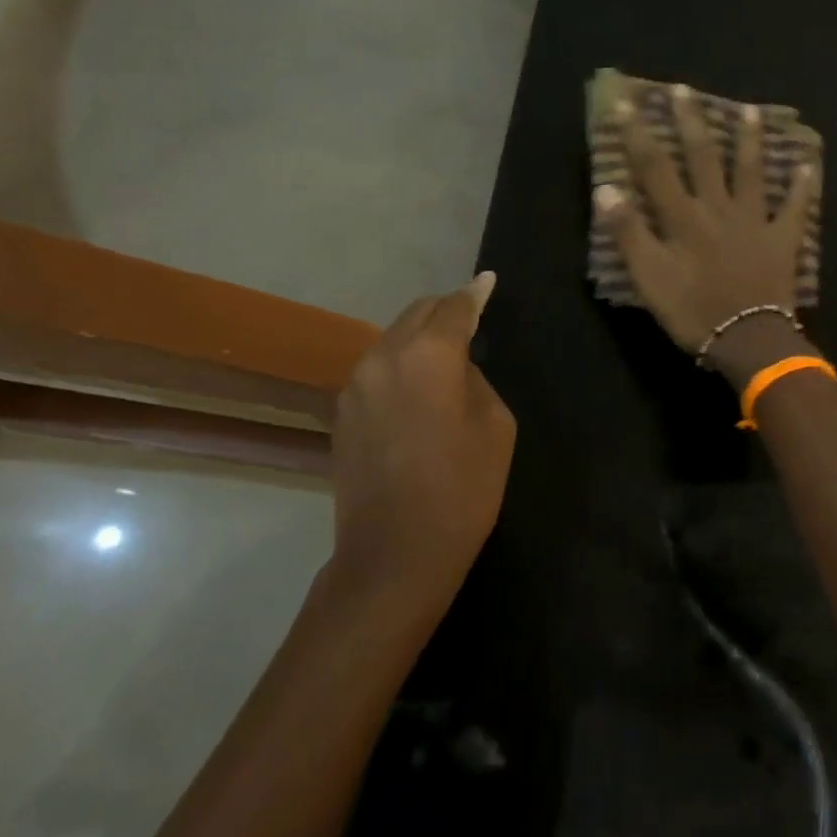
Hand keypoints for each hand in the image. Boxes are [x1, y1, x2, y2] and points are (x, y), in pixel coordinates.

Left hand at [328, 274, 516, 603]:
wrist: (394, 554)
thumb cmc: (462, 490)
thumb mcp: (495, 427)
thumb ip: (476, 380)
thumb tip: (456, 368)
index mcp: (429, 354)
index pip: (454, 307)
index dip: (474, 294)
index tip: (487, 282)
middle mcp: (384, 356)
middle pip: (417, 314)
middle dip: (444, 311)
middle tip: (469, 318)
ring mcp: (355, 384)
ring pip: (392, 340)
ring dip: (419, 338)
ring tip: (443, 357)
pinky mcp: (341, 412)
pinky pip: (376, 370)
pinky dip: (399, 366)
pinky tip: (415, 390)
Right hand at [595, 83, 817, 360]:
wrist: (749, 339)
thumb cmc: (692, 311)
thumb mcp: (649, 277)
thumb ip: (628, 232)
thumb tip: (607, 188)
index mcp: (683, 217)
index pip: (655, 167)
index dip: (638, 134)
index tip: (626, 103)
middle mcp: (718, 207)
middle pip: (703, 157)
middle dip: (690, 121)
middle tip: (684, 89)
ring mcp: (754, 220)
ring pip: (751, 171)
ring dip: (749, 139)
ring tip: (750, 110)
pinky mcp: (782, 239)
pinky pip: (795, 207)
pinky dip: (804, 186)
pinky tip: (810, 164)